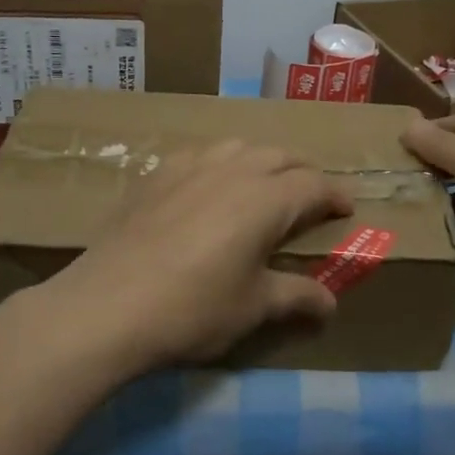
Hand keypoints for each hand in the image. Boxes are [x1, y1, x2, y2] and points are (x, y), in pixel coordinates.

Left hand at [41, 139, 353, 373]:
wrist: (108, 305)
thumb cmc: (193, 308)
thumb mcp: (253, 307)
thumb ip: (296, 297)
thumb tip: (330, 304)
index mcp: (265, 198)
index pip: (314, 184)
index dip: (335, 194)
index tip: (346, 208)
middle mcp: (232, 169)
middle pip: (279, 155)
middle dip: (302, 172)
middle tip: (309, 197)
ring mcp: (190, 166)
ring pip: (238, 146)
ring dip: (260, 161)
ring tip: (262, 185)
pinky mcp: (155, 174)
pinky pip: (198, 154)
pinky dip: (218, 164)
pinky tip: (208, 186)